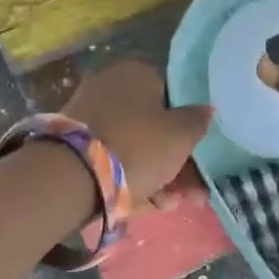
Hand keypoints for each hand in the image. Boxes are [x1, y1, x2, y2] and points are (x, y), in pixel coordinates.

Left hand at [63, 62, 212, 210]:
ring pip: (137, 145)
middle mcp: (112, 87)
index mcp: (137, 73)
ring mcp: (91, 117)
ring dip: (160, 175)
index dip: (192, 124)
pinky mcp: (77, 146)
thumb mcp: (181, 135)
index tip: (203, 151)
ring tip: (172, 204)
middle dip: (178, 159)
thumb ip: (198, 120)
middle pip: (156, 124)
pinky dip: (133, 179)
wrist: (71, 178)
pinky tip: (149, 204)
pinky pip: (116, 159)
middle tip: (194, 189)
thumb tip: (207, 109)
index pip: (175, 93)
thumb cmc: (137, 146)